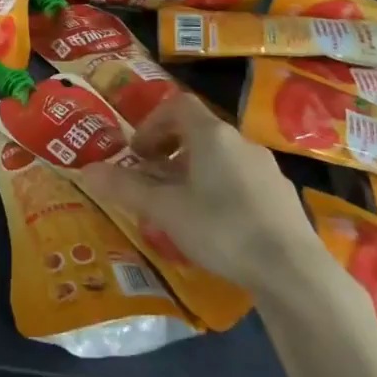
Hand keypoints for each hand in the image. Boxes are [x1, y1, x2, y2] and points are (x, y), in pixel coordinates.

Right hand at [79, 94, 320, 290]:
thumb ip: (125, 188)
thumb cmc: (221, 229)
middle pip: (199, 131)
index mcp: (212, 135)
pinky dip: (219, 188)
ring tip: (179, 204)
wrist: (293, 271)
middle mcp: (241, 142)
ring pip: (220, 157)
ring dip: (193, 171)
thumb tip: (84, 170)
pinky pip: (241, 179)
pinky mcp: (282, 195)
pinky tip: (215, 225)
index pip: (177, 106)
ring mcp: (266, 168)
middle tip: (151, 178)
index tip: (137, 153)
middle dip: (169, 149)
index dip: (152, 123)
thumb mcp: (164, 209)